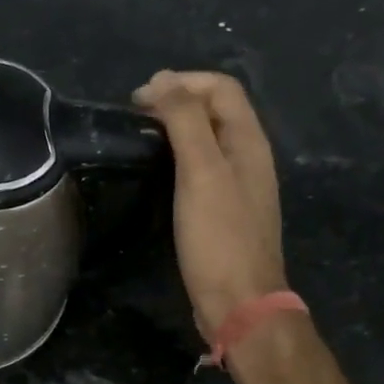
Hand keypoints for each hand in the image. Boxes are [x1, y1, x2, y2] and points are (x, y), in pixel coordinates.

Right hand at [133, 70, 286, 336]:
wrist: (238, 302)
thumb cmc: (219, 237)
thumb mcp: (201, 173)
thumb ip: (185, 122)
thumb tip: (163, 80)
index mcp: (249, 141)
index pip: (220, 88)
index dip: (181, 82)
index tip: (138, 101)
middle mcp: (249, 157)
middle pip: (217, 109)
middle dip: (177, 100)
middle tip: (135, 117)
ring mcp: (239, 185)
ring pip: (209, 139)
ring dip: (177, 128)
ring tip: (141, 138)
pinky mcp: (225, 210)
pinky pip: (204, 167)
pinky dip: (180, 157)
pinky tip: (158, 173)